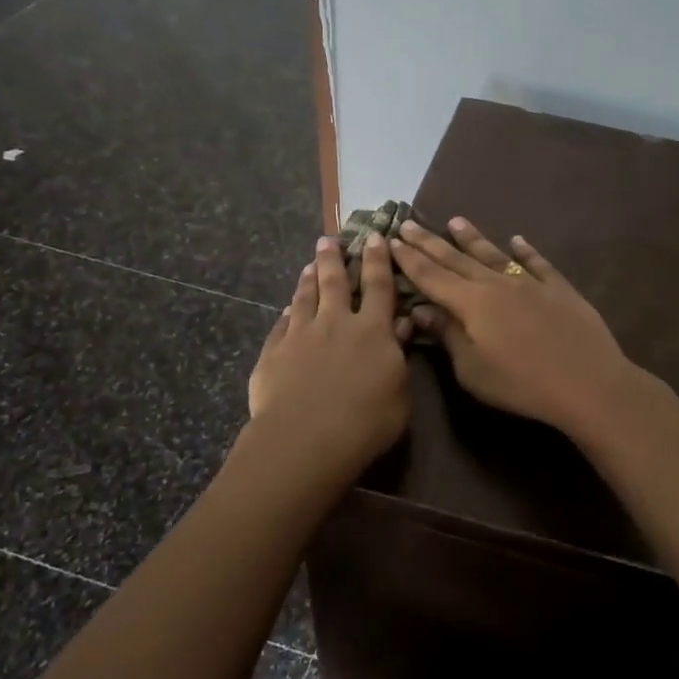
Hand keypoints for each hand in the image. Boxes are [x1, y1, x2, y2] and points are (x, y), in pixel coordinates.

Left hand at [246, 234, 409, 476]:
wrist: (305, 440)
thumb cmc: (366, 423)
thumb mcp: (400, 394)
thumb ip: (400, 357)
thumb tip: (404, 325)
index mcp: (372, 330)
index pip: (378, 286)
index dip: (378, 261)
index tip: (374, 238)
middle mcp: (335, 323)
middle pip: (334, 283)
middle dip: (333, 259)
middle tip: (328, 240)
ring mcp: (300, 335)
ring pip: (304, 298)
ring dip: (308, 280)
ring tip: (309, 265)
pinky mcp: (273, 353)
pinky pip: (281, 325)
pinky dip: (287, 313)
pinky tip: (287, 309)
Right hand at [391, 216, 636, 434]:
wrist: (587, 381)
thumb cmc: (521, 383)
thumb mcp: (472, 369)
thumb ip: (447, 335)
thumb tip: (421, 309)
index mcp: (471, 303)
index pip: (431, 276)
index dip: (409, 259)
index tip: (391, 240)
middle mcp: (496, 284)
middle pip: (457, 259)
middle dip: (430, 242)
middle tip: (408, 222)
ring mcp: (530, 283)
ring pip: (494, 254)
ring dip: (472, 238)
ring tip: (455, 221)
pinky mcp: (559, 289)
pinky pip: (537, 263)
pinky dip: (525, 250)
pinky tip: (517, 240)